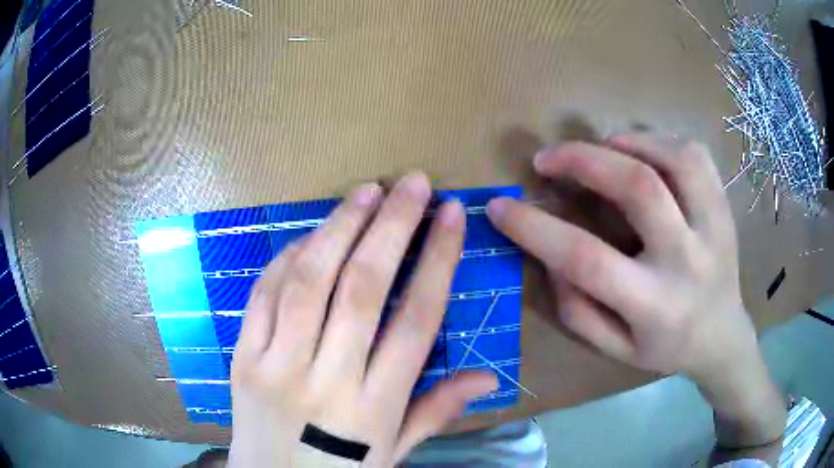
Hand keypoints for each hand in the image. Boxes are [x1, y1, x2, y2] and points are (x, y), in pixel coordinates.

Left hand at [228, 173, 497, 466]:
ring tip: (365, 192)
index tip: (452, 216)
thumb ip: (436, 412)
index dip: (438, 260)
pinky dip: (286, 259)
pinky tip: (309, 235)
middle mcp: (327, 380)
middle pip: (363, 288)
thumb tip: (488, 379)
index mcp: (375, 408)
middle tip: (411, 182)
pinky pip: (263, 296)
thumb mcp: (394, 452)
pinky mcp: (241, 358)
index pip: (416, 320)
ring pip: (309, 282)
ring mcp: (276, 366)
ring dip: (339, 228)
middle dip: (392, 226)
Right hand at [486, 133, 784, 447]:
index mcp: (654, 305)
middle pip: (638, 188)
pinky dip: (663, 141)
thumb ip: (578, 309)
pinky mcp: (725, 208)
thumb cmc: (666, 348)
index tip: (500, 207)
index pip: (587, 259)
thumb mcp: (614, 349)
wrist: (722, 337)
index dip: (535, 228)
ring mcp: (713, 228)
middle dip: (582, 160)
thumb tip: (551, 256)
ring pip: (675, 159)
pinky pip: (697, 156)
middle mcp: (687, 261)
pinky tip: (645, 152)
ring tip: (603, 147)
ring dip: (628, 142)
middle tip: (547, 158)